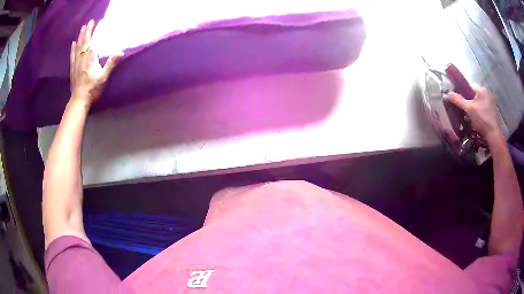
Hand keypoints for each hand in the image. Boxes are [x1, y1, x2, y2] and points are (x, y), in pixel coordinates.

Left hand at [70, 20, 121, 104]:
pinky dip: (73, 48)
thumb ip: (111, 64)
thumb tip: (121, 52)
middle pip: (83, 42)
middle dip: (85, 32)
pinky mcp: (73, 69)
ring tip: (82, 29)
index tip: (93, 22)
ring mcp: (76, 64)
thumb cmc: (92, 89)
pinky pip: (72, 56)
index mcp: (89, 59)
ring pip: (77, 47)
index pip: (89, 41)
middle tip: (88, 22)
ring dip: (79, 37)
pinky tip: (73, 43)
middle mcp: (81, 59)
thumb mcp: (104, 77)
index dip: (91, 31)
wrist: (79, 100)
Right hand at [448, 85, 501, 142]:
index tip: (462, 101)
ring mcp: (491, 102)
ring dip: (476, 106)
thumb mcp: (468, 109)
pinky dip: (481, 111)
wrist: (493, 134)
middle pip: (475, 94)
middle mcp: (487, 93)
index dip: (464, 92)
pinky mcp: (493, 111)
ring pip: (480, 101)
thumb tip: (448, 94)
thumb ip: (458, 101)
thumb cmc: (481, 119)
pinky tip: (479, 119)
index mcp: (481, 89)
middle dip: (470, 100)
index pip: (469, 86)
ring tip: (472, 115)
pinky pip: (484, 107)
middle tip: (467, 109)